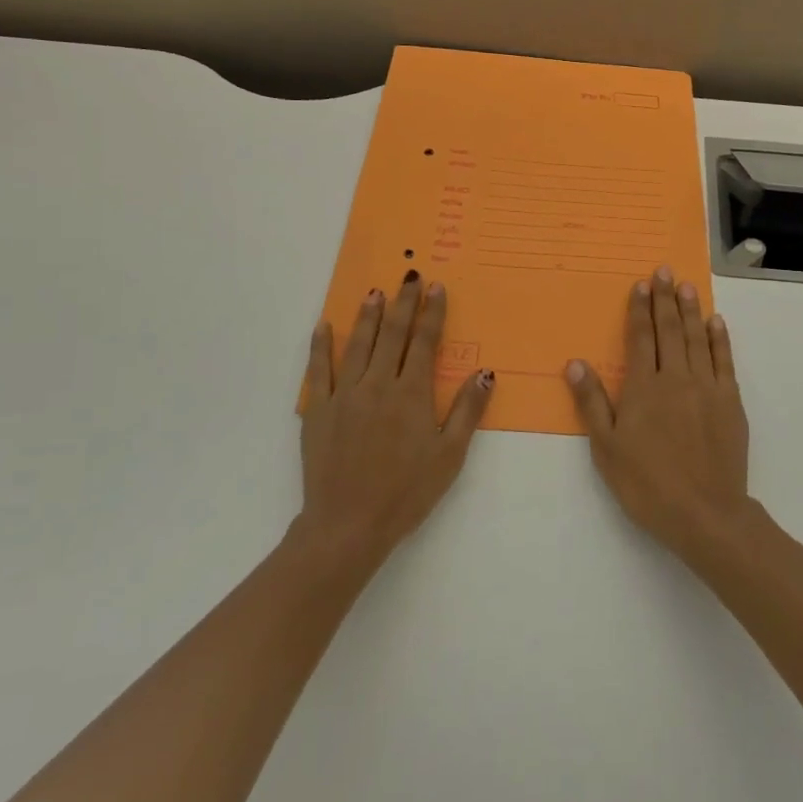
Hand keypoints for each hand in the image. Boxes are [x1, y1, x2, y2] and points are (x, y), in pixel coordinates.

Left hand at [297, 272, 493, 566]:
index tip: (436, 287)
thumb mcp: (449, 455)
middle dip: (403, 302)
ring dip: (367, 315)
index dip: (432, 313)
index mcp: (411, 394)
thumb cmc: (407, 492)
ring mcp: (344, 395)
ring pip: (357, 344)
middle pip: (392, 334)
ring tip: (374, 291)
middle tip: (409, 276)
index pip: (424, 342)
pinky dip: (320, 346)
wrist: (349, 524)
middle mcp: (377, 385)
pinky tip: (324, 326)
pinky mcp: (317, 410)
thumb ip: (467, 411)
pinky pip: (317, 370)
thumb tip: (485, 372)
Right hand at [566, 266, 750, 558]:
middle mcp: (676, 378)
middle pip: (670, 330)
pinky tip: (716, 323)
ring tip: (687, 286)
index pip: (641, 338)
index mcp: (644, 387)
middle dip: (666, 298)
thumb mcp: (607, 448)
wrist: (705, 513)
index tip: (642, 284)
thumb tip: (575, 363)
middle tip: (665, 270)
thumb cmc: (647, 484)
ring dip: (692, 310)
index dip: (640, 309)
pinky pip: (724, 361)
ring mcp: (707, 388)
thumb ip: (593, 402)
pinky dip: (720, 339)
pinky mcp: (730, 402)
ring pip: (698, 339)